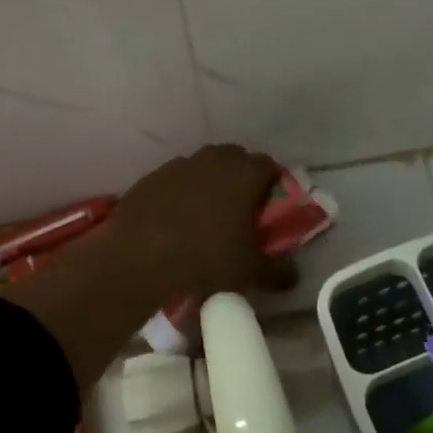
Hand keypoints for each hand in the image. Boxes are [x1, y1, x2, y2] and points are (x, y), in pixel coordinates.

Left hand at [106, 145, 297, 301]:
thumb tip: (293, 275)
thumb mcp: (250, 272)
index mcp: (245, 174)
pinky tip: (175, 217)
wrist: (139, 257)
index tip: (270, 204)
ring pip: (203, 164)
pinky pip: (175, 178)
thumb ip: (278, 271)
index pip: (268, 165)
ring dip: (209, 180)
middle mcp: (214, 160)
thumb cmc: (206, 258)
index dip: (272, 182)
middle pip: (235, 157)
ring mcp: (180, 165)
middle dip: (241, 175)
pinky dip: (180, 191)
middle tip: (240, 205)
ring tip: (206, 211)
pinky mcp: (152, 177)